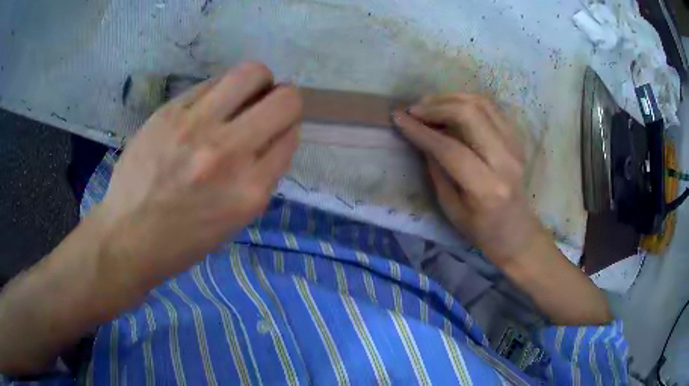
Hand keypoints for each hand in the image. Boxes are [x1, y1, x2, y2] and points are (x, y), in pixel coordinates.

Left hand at [99, 62, 302, 289]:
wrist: (128, 236)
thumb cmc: (183, 240)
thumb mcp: (234, 221)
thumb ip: (261, 177)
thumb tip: (273, 137)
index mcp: (249, 191)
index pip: (291, 137)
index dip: (287, 131)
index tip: (275, 132)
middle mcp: (228, 153)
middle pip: (285, 100)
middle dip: (285, 100)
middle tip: (267, 107)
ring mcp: (196, 126)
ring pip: (252, 74)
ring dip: (257, 82)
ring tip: (242, 96)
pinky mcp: (170, 111)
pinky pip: (212, 82)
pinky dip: (220, 90)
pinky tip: (207, 107)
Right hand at [394, 94, 612, 324]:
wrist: (517, 231)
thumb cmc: (481, 230)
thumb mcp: (451, 208)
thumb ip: (437, 170)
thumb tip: (422, 137)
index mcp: (486, 187)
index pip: (450, 148)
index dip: (421, 131)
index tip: (398, 118)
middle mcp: (505, 160)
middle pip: (470, 114)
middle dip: (437, 106)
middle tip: (415, 110)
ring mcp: (515, 146)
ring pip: (482, 104)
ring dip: (451, 98)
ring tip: (430, 105)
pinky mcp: (517, 139)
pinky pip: (491, 108)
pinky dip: (467, 102)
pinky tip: (451, 107)